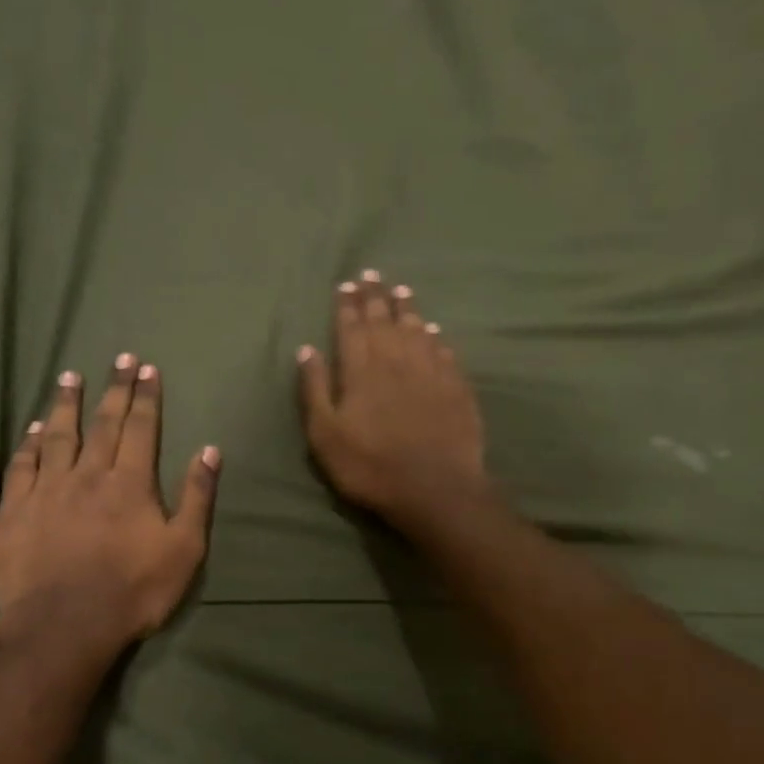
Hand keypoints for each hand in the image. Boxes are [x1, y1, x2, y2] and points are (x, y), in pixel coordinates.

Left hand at [0, 357, 219, 650]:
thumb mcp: (184, 549)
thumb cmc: (133, 590)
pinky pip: (22, 465)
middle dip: (114, 389)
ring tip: (70, 377)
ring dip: (66, 404)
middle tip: (119, 358)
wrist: (63, 626)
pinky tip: (34, 428)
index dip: (145, 396)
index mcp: (130, 482)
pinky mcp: (15, 510)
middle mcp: (87, 474)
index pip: (140, 428)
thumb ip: (197, 497)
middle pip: (102, 423)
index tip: (146, 368)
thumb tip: (209, 450)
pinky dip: (29, 443)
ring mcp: (47, 490)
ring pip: (58, 435)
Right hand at [297, 271, 489, 522]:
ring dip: (406, 308)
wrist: (434, 489)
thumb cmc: (370, 466)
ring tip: (401, 290)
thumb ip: (314, 389)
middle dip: (375, 296)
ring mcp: (430, 371)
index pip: (351, 327)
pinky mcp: (456, 387)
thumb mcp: (325, 435)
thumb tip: (307, 349)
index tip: (346, 284)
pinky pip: (444, 351)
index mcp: (361, 369)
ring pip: (416, 329)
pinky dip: (435, 337)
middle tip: (372, 274)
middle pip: (384, 320)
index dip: (348, 304)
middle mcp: (396, 360)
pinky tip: (433, 331)